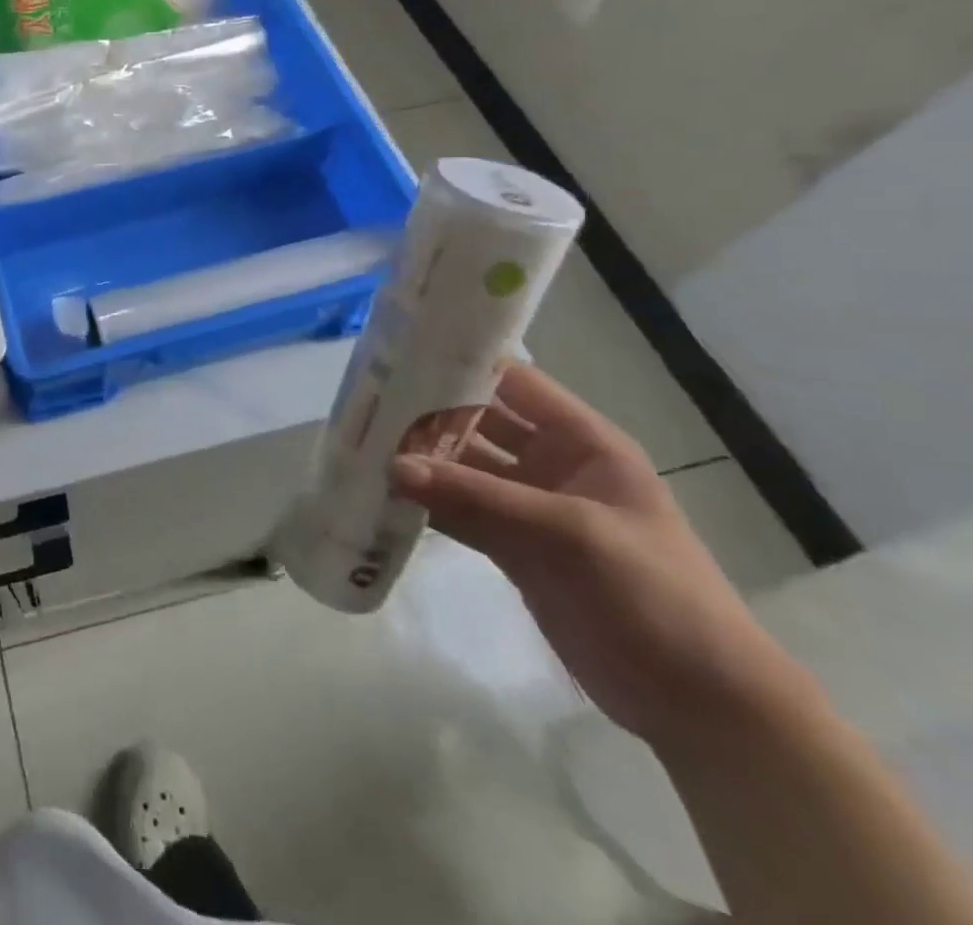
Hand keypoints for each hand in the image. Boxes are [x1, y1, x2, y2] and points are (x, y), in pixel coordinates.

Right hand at [390, 363, 799, 748]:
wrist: (701, 705)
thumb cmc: (654, 594)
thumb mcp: (569, 534)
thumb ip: (477, 497)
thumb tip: (392, 465)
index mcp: (581, 442)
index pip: (513, 382)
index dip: (461, 364)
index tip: (400, 356)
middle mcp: (551, 464)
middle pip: (478, 423)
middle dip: (426, 414)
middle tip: (363, 404)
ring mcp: (530, 508)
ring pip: (463, 469)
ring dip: (420, 461)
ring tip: (360, 446)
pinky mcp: (513, 548)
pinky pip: (460, 513)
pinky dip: (426, 505)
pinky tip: (382, 495)